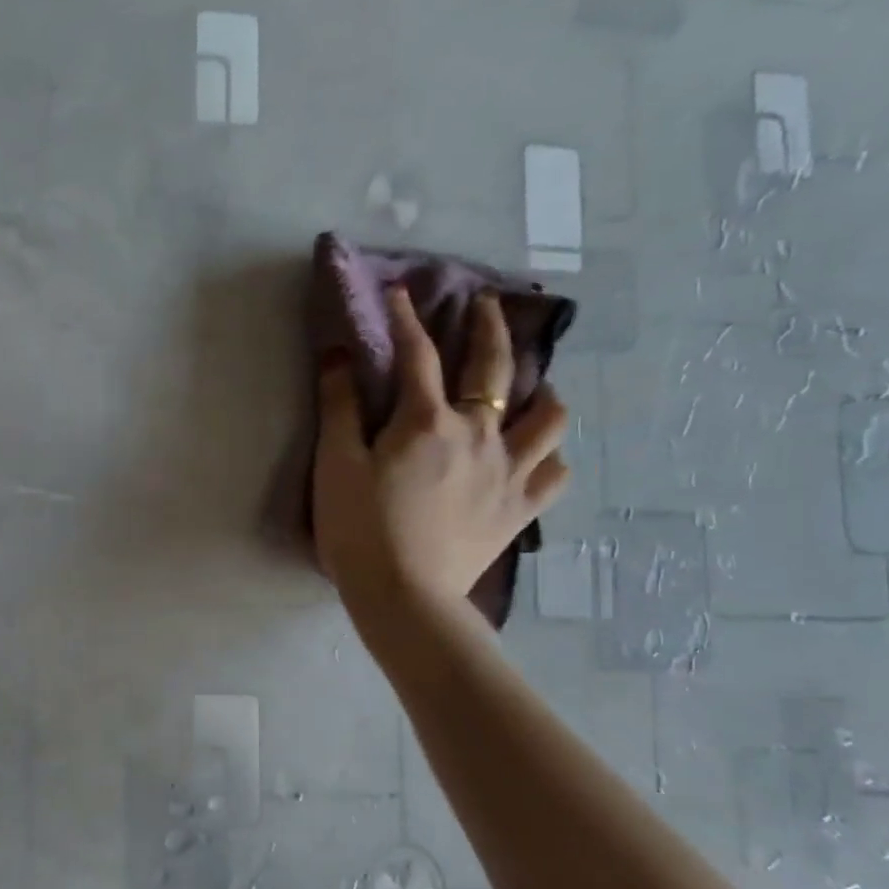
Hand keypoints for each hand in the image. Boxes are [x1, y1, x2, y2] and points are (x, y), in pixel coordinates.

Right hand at [313, 286, 568, 618]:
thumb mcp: (334, 466)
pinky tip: (535, 455)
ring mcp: (508, 472)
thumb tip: (337, 356)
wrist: (403, 596)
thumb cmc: (359, 530)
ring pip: (548, 417)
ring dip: (541, 392)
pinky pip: (554, 472)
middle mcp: (479, 435)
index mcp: (426, 422)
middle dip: (489, 328)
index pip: (417, 355)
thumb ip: (339, 408)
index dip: (407, 319)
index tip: (401, 292)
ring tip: (532, 389)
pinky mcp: (520, 509)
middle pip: (494, 368)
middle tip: (486, 306)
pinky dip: (548, 456)